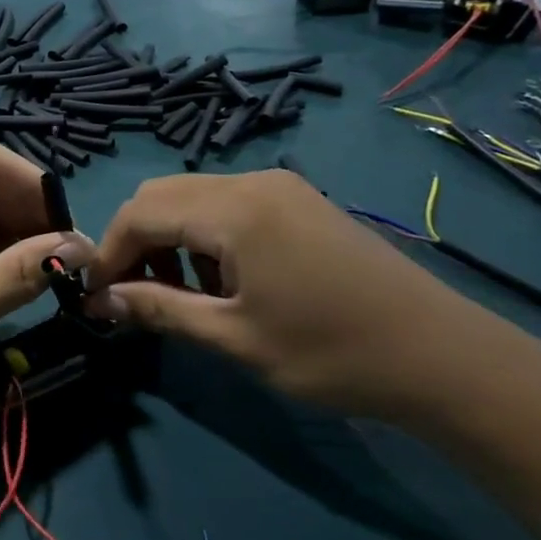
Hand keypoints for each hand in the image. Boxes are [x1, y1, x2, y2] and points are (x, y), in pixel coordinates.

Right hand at [85, 170, 503, 419]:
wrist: (444, 357)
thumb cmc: (332, 353)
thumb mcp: (234, 338)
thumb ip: (160, 309)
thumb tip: (100, 300)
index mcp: (234, 210)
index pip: (140, 213)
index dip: (108, 253)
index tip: (96, 297)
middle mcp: (252, 182)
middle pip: (161, 195)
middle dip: (134, 242)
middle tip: (133, 295)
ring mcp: (280, 187)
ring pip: (192, 196)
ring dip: (168, 237)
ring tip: (179, 292)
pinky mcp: (299, 200)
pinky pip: (227, 203)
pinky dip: (203, 233)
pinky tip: (222, 277)